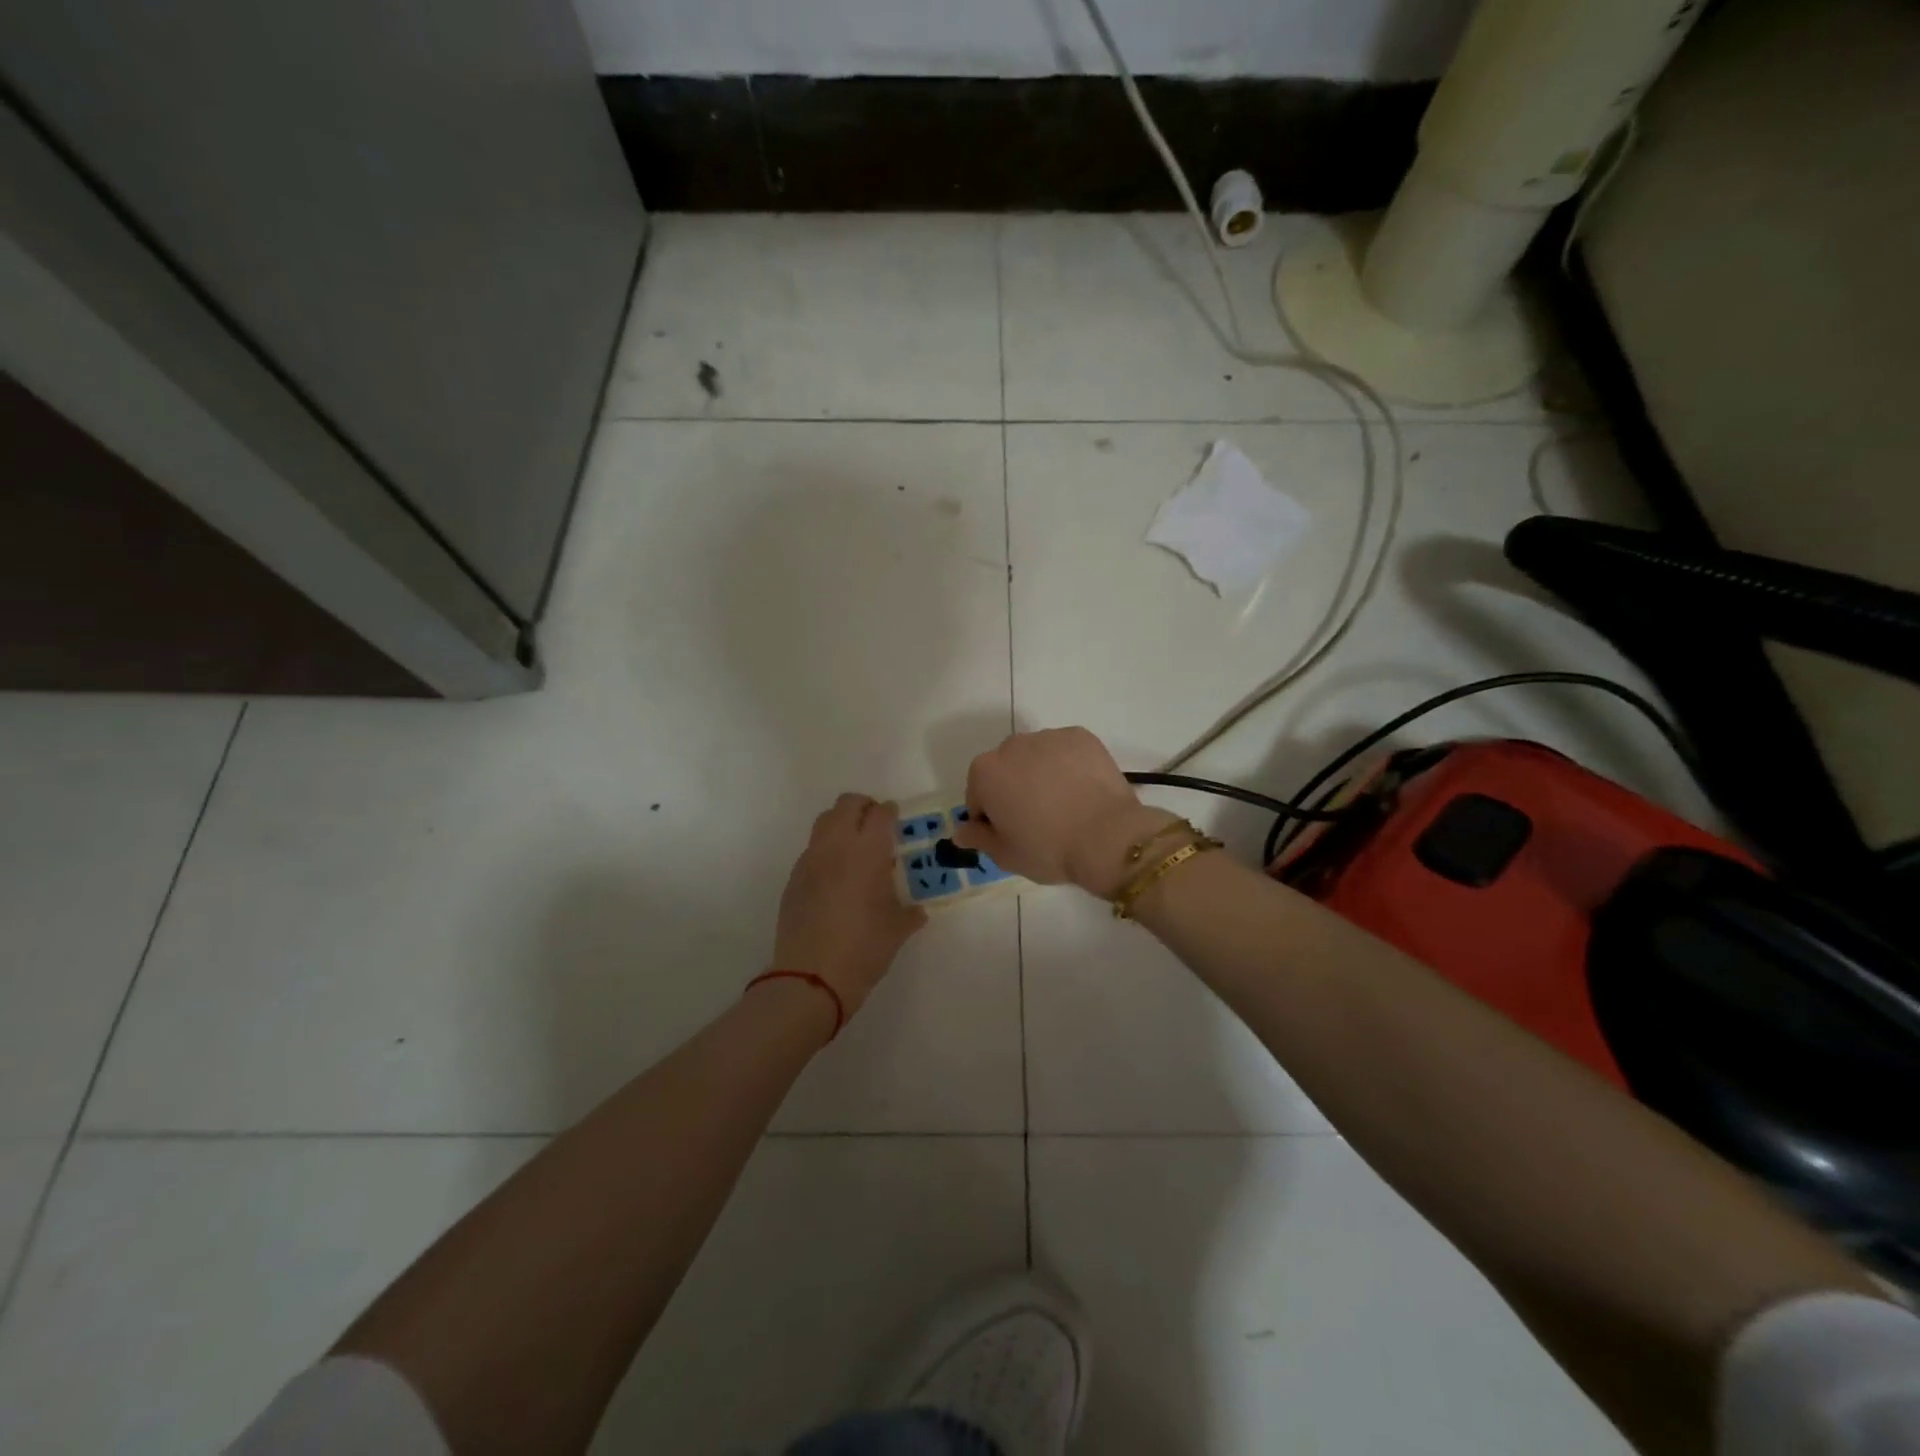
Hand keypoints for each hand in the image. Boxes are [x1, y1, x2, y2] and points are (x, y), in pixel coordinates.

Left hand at [772, 794, 926, 1019]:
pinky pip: (812, 850)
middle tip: (875, 825)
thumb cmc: (864, 950)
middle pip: (846, 805)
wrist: (811, 978)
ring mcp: (810, 861)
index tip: (896, 819)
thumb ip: (910, 913)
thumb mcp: (897, 931)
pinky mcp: (793, 879)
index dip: (890, 812)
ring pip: (824, 822)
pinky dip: (826, 851)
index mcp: (868, 853)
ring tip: (854, 848)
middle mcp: (836, 847)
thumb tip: (917, 911)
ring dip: (841, 824)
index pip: (880, 814)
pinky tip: (835, 878)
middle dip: (863, 807)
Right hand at [950, 728, 1179, 897]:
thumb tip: (960, 831)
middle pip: (1005, 769)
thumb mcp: (1005, 854)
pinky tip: (1082, 790)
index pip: (978, 794)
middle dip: (1014, 788)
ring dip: (1041, 774)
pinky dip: (1068, 765)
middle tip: (1037, 819)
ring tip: (1064, 804)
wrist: (1107, 837)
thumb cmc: (1048, 849)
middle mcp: (1011, 745)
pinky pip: (1065, 751)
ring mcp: (1048, 737)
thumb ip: (978, 838)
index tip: (1010, 833)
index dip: (991, 816)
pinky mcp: (1080, 736)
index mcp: (985, 772)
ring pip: (1036, 756)